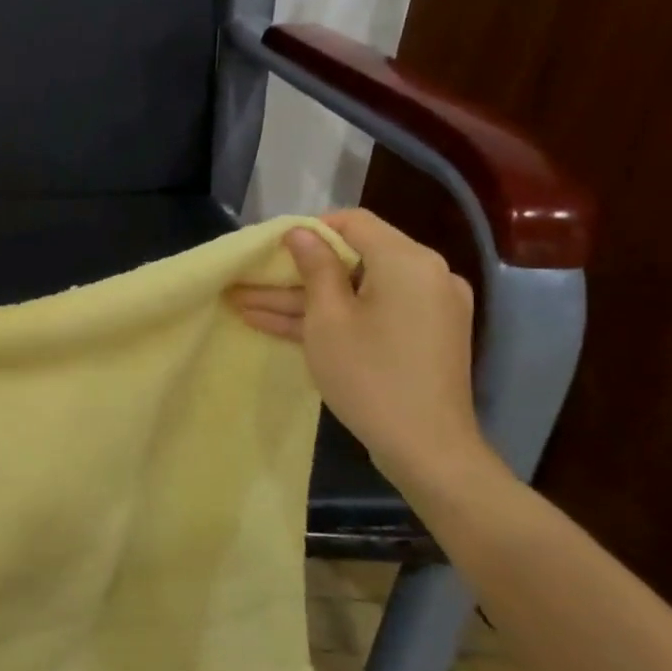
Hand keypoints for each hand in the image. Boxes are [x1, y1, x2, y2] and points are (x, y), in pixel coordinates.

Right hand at [226, 210, 492, 489]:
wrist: (427, 448)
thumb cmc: (370, 375)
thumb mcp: (328, 318)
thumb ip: (315, 268)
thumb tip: (300, 231)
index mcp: (408, 262)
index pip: (355, 222)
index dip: (310, 229)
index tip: (271, 248)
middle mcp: (425, 276)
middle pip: (352, 259)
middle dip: (296, 272)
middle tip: (248, 280)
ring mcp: (425, 308)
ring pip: (355, 291)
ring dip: (303, 299)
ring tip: (244, 305)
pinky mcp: (420, 335)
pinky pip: (370, 312)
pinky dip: (331, 317)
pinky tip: (277, 324)